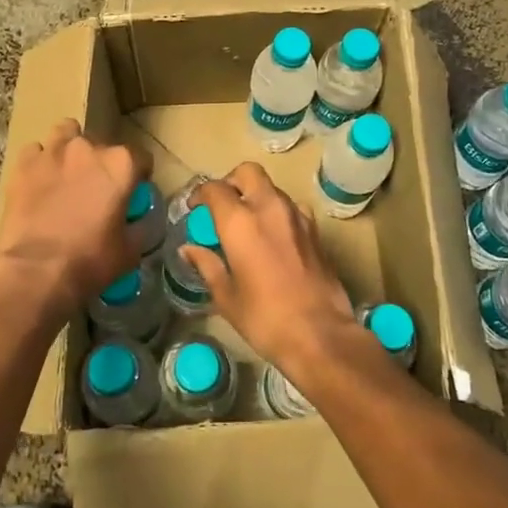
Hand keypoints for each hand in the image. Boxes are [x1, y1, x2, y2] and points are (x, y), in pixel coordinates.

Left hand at [0, 120, 147, 320]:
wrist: (35, 271)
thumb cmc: (89, 261)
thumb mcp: (129, 250)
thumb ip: (136, 226)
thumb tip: (135, 221)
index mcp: (121, 165)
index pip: (141, 157)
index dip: (139, 175)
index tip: (132, 192)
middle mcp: (89, 148)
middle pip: (102, 144)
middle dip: (102, 162)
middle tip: (96, 188)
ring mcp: (53, 151)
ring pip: (66, 132)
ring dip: (70, 147)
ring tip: (66, 171)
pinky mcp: (24, 164)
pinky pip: (35, 152)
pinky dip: (40, 162)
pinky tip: (39, 182)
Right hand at [183, 164, 358, 374]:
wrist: (320, 334)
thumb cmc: (264, 318)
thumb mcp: (226, 296)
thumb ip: (207, 265)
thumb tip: (188, 249)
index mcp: (240, 221)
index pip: (215, 189)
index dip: (200, 194)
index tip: (194, 208)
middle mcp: (269, 207)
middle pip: (248, 172)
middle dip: (231, 181)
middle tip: (222, 205)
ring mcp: (296, 215)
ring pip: (272, 188)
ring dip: (256, 196)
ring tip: (247, 223)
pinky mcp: (315, 229)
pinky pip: (291, 207)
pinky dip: (277, 212)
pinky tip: (273, 238)